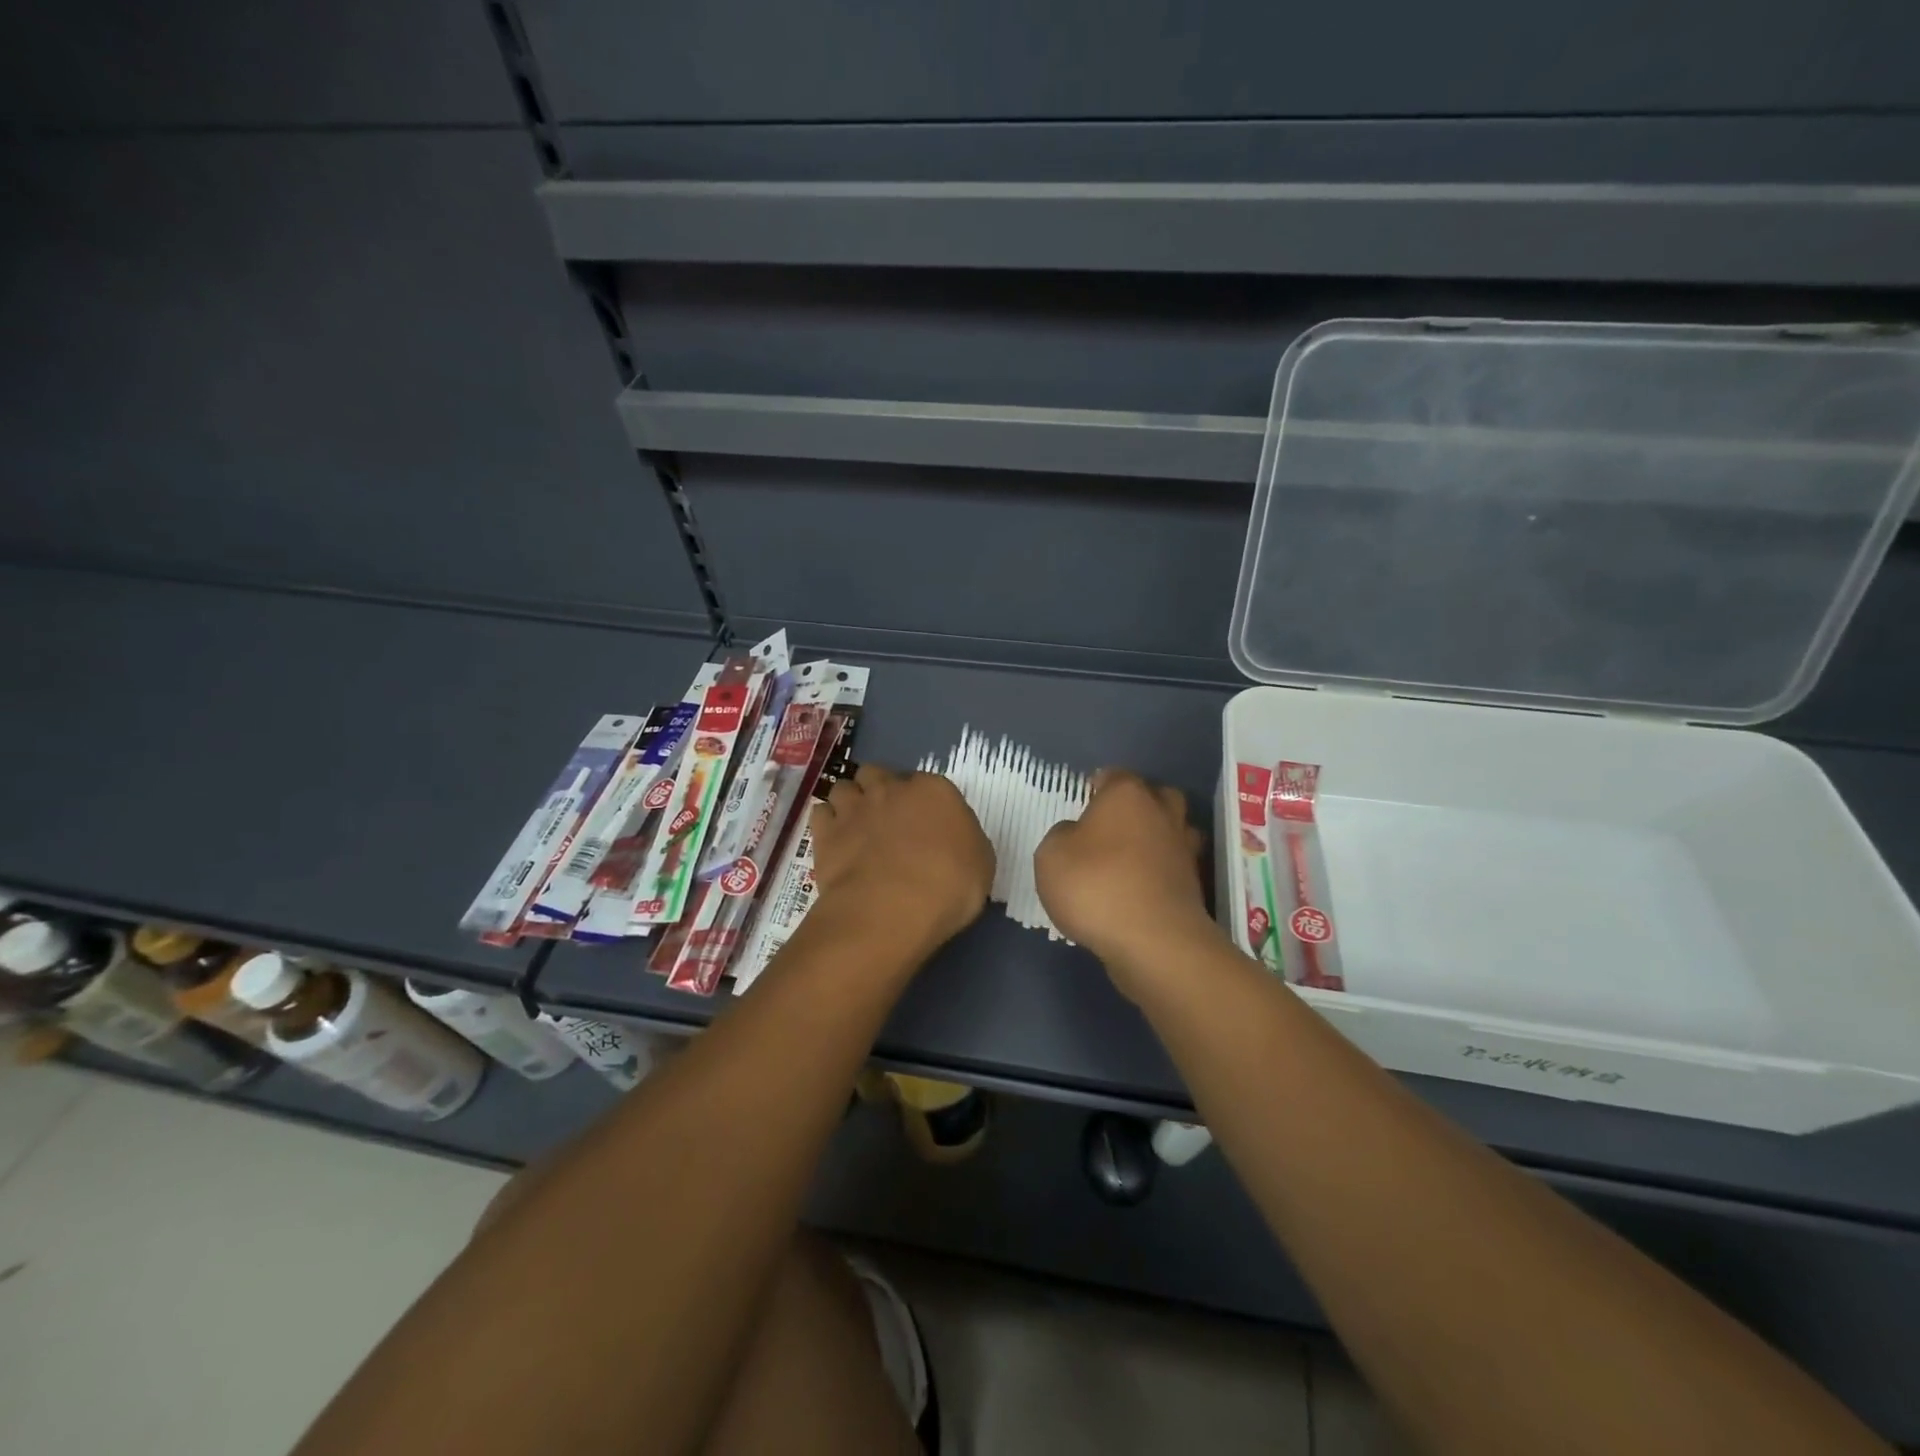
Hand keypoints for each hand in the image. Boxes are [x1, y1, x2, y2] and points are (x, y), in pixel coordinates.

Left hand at [810, 764, 994, 952]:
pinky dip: (828, 823)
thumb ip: (964, 842)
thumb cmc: (948, 886)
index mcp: (934, 791)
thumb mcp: (981, 865)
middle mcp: (891, 789)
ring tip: (857, 828)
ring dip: (851, 802)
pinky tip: (836, 841)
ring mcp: (855, 807)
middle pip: (879, 774)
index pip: (926, 783)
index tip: (925, 826)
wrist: (891, 909)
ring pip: (845, 787)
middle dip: (880, 791)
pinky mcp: (825, 831)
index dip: (923, 804)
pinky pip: (822, 813)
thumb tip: (951, 841)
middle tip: (888, 822)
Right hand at [1035, 770, 1223, 998]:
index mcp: (1127, 795)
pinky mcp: (1194, 886)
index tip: (1083, 803)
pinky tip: (1139, 890)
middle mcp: (1162, 813)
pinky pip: (1173, 868)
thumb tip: (1076, 835)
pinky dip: (1160, 874)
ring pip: (1171, 831)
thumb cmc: (1095, 885)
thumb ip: (1061, 836)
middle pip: (1154, 797)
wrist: (1153, 942)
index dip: (1097, 787)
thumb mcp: (1051, 855)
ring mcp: (1184, 850)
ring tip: (1128, 860)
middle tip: (1110, 828)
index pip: (1114, 776)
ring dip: (1154, 840)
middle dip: (1137, 807)